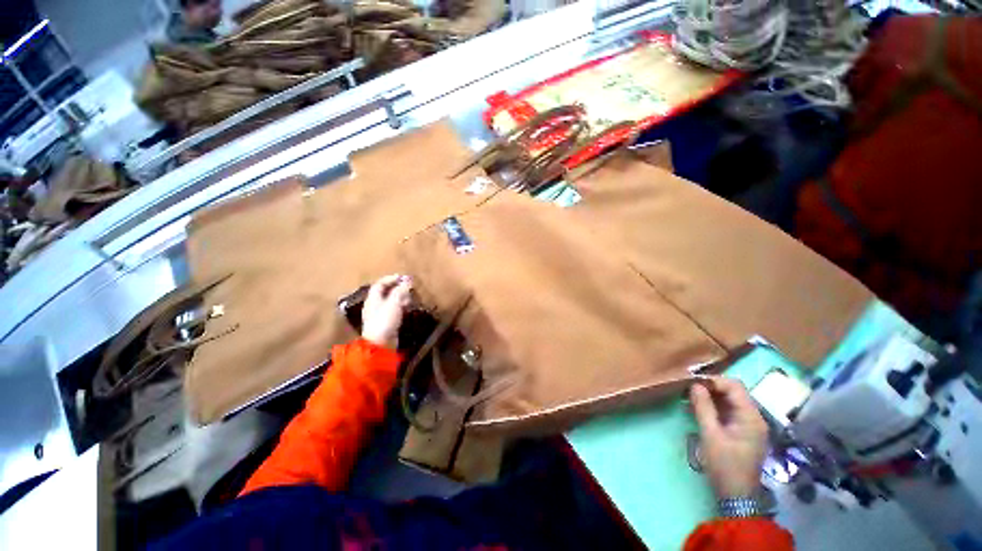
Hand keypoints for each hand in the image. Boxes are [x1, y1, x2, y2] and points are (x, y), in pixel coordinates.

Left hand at [361, 274, 412, 348]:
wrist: (381, 344)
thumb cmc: (385, 320)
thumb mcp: (394, 303)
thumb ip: (400, 290)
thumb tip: (407, 280)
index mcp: (373, 299)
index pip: (380, 284)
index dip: (390, 279)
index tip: (403, 277)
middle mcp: (375, 305)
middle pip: (385, 292)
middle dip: (397, 288)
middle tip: (409, 287)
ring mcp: (380, 315)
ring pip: (390, 302)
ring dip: (400, 297)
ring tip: (410, 297)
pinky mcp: (386, 323)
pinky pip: (393, 311)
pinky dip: (401, 307)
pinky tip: (408, 308)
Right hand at [690, 377, 768, 498]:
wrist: (737, 496)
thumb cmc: (725, 465)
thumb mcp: (710, 435)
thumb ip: (703, 408)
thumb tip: (695, 384)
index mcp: (751, 417)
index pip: (734, 386)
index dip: (713, 380)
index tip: (692, 382)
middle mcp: (754, 417)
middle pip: (734, 391)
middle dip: (710, 387)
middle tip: (688, 389)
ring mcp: (750, 425)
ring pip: (730, 401)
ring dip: (711, 397)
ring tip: (689, 398)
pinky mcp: (744, 432)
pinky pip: (729, 411)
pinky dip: (714, 407)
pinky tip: (698, 410)